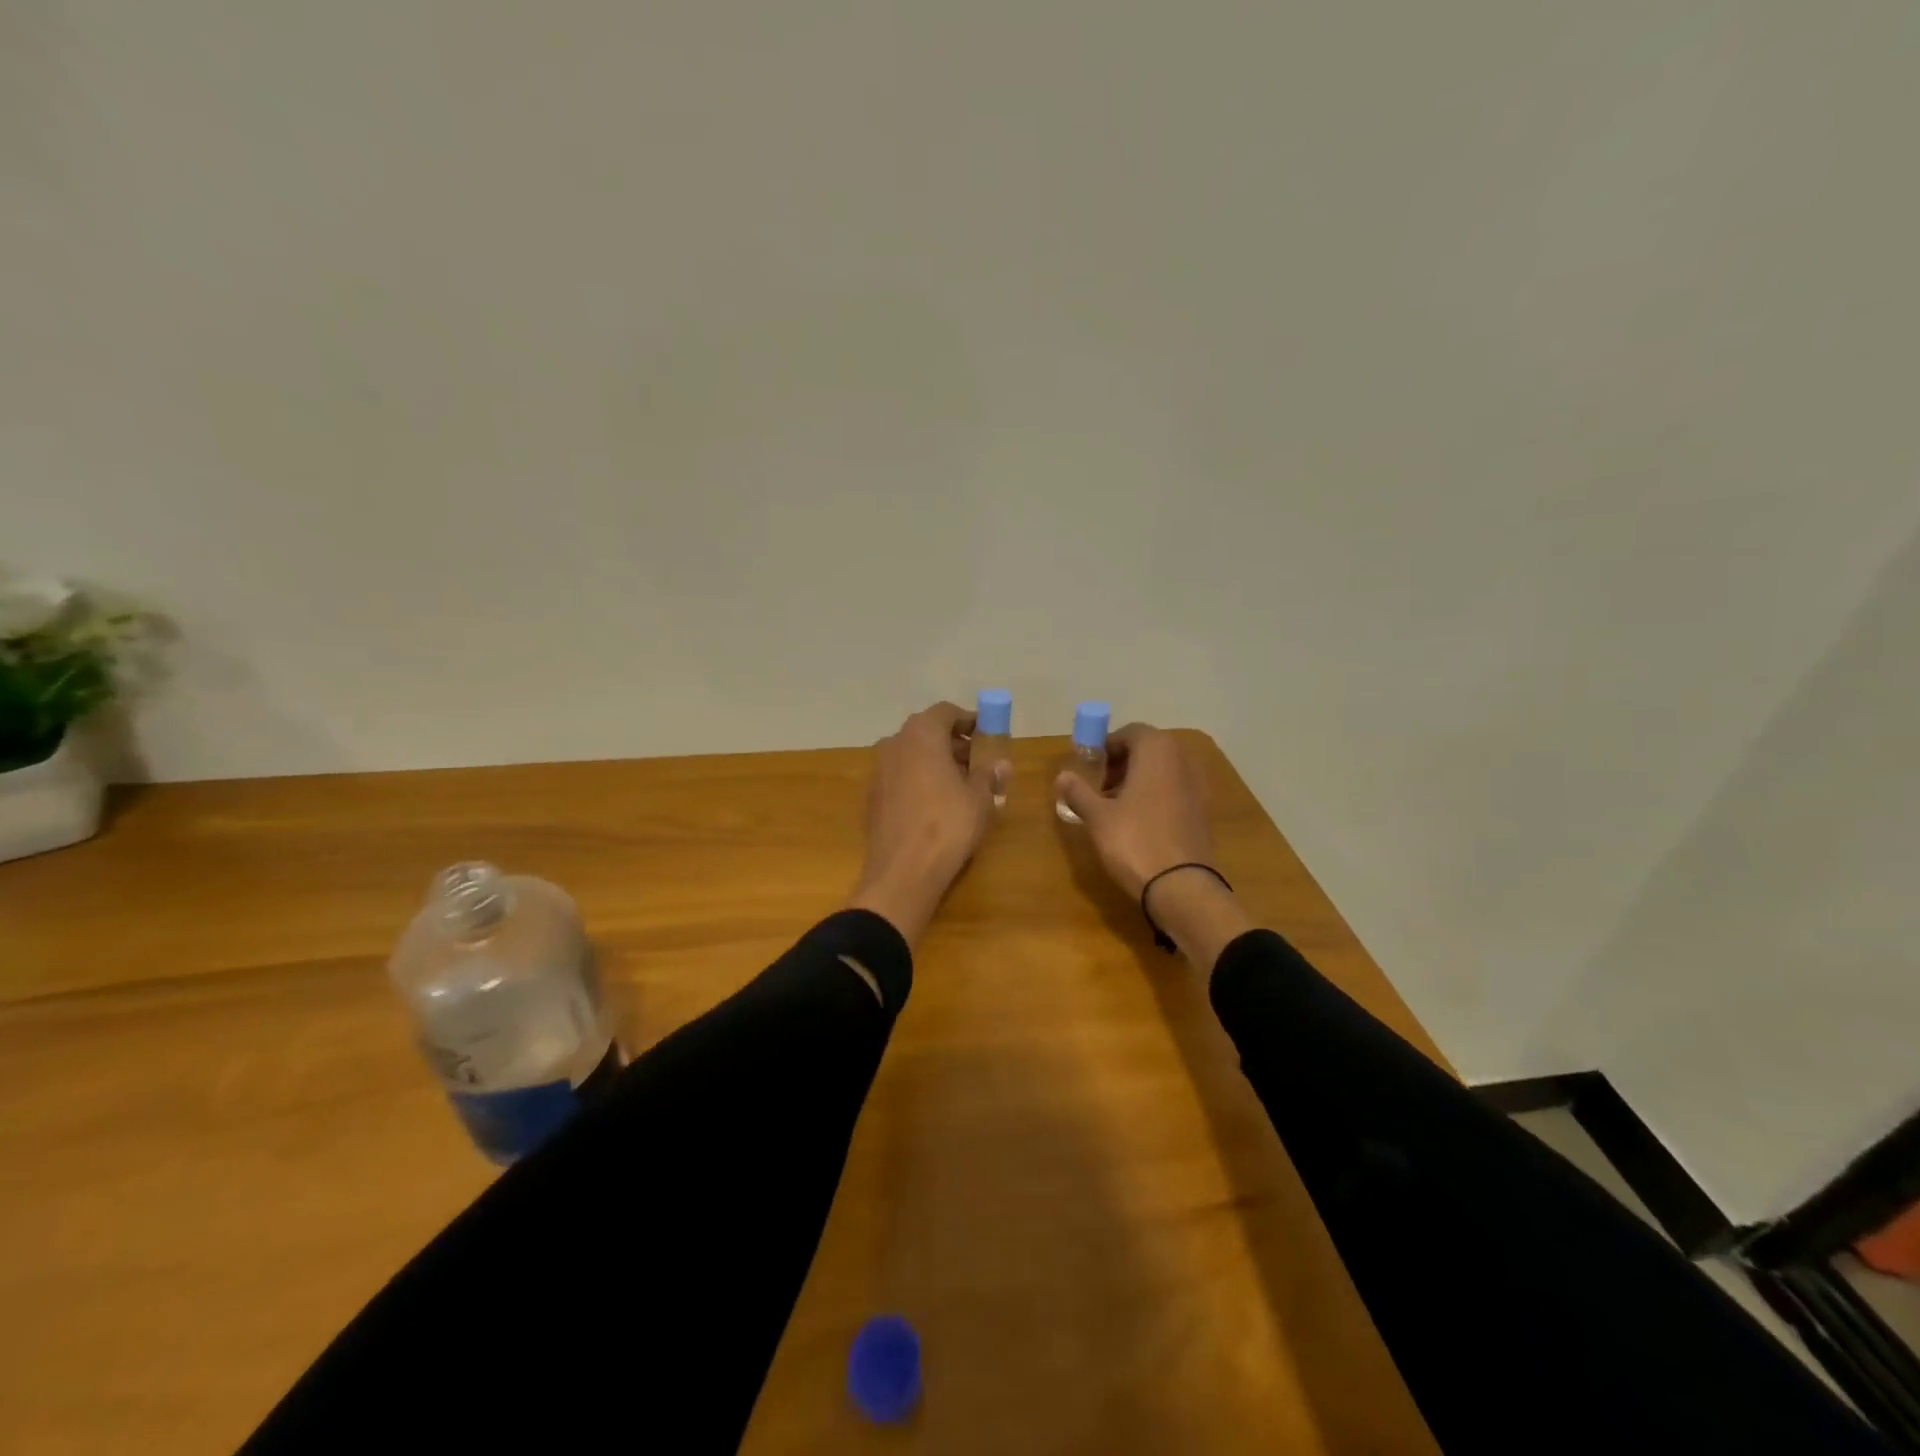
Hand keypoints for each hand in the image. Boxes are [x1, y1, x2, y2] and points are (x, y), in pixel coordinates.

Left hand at [848, 702, 1008, 946]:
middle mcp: (894, 743)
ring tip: (963, 785)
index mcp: (921, 734)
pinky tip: (937, 804)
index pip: (946, 712)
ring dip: (936, 762)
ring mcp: (879, 770)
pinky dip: (920, 780)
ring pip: (913, 755)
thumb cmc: (947, 824)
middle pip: (927, 732)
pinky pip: (901, 777)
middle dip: (954, 744)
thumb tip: (1001, 764)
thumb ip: (988, 774)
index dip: (969, 721)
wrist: (903, 871)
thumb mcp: (978, 798)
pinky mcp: (873, 797)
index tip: (988, 735)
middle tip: (979, 762)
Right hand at [1054, 723, 1213, 899]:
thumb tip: (1062, 776)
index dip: (1107, 747)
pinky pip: (1175, 790)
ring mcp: (1198, 785)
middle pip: (1149, 749)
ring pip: (1163, 770)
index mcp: (1157, 750)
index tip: (1090, 768)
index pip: (1130, 732)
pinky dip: (1156, 796)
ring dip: (1139, 780)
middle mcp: (1182, 759)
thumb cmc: (1135, 841)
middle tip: (1100, 787)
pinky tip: (1139, 822)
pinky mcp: (1203, 810)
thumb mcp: (1098, 817)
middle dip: (1122, 763)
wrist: (1181, 886)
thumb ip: (1078, 792)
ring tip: (1116, 807)